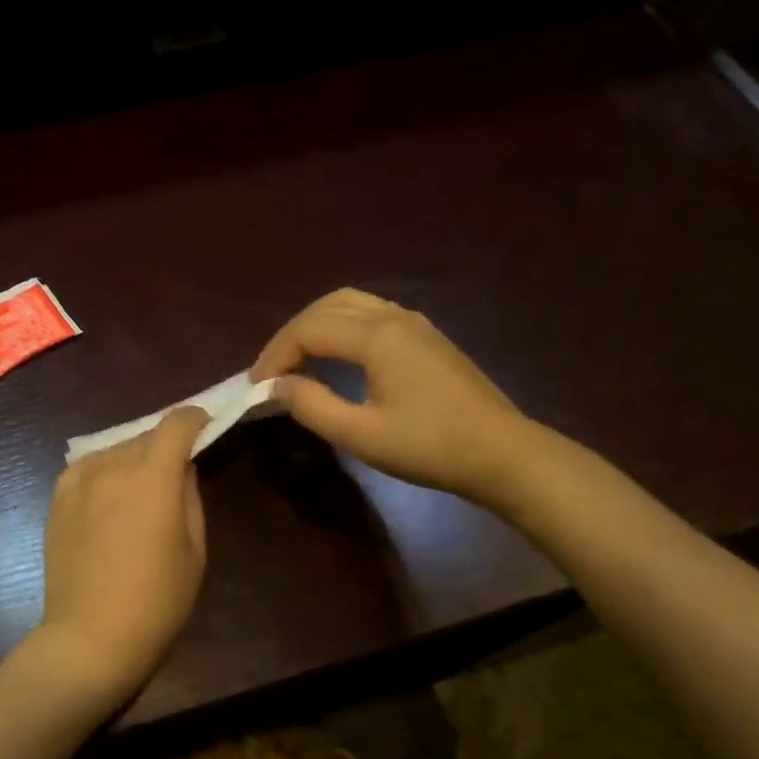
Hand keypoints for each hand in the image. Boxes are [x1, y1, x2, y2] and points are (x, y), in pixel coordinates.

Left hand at [36, 406, 210, 710]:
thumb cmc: (157, 600)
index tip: (205, 430)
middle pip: (145, 435)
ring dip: (133, 458)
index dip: (195, 420)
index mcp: (154, 476)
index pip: (177, 424)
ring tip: (139, 490)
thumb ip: (189, 496)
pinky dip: (103, 470)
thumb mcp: (194, 549)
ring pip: (115, 450)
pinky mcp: (58, 498)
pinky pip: (87, 467)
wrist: (91, 636)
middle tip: (175, 472)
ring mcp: (80, 480)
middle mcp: (114, 466)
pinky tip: (108, 495)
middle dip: (165, 445)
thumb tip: (182, 467)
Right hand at [252, 288, 543, 505]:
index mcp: (376, 336)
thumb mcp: (360, 434)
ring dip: (315, 326)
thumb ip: (311, 405)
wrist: (502, 454)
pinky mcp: (426, 336)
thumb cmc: (429, 447)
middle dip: (290, 336)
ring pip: (349, 304)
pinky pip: (370, 314)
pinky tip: (335, 357)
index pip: (307, 331)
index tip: (256, 388)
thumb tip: (276, 386)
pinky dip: (340, 327)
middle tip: (271, 371)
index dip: (275, 356)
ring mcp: (414, 323)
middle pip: (325, 307)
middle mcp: (394, 317)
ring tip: (296, 360)